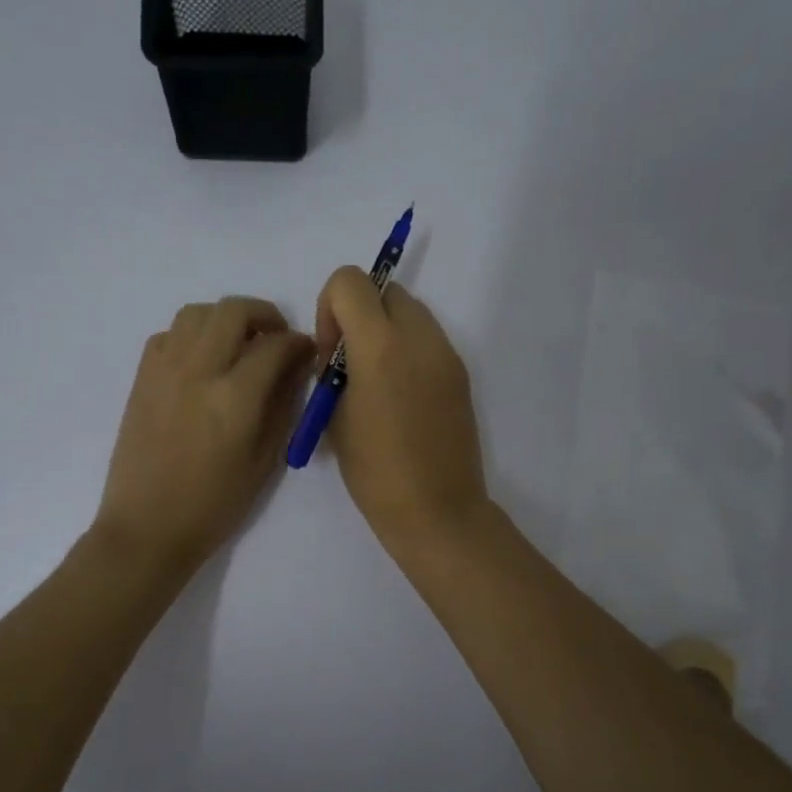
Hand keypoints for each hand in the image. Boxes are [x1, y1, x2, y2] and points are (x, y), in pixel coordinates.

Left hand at [94, 296, 315, 573]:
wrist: (147, 527)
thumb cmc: (214, 505)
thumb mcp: (264, 461)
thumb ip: (282, 407)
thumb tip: (293, 370)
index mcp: (234, 397)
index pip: (275, 346)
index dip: (299, 343)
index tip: (307, 351)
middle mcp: (198, 370)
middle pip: (234, 311)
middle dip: (264, 314)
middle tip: (276, 337)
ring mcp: (164, 370)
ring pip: (197, 312)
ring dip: (225, 318)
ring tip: (238, 343)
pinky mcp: (142, 378)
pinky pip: (168, 334)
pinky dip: (191, 335)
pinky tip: (202, 360)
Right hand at [314, 266, 488, 556]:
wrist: (437, 510)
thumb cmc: (375, 472)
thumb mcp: (334, 418)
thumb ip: (332, 372)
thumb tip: (338, 355)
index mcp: (380, 346)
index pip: (349, 281)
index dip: (329, 308)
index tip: (332, 352)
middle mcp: (419, 338)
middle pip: (384, 289)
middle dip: (360, 313)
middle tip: (351, 363)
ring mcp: (446, 354)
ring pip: (410, 311)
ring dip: (385, 328)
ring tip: (376, 381)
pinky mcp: (461, 373)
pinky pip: (428, 339)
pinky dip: (408, 349)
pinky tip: (401, 396)